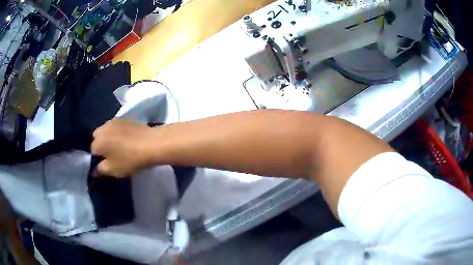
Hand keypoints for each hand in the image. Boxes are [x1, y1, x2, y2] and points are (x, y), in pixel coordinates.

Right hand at [91, 119, 158, 176]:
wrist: (150, 144)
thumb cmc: (129, 159)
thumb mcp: (113, 170)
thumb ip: (100, 170)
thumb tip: (94, 171)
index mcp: (97, 141)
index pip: (92, 150)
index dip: (97, 158)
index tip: (105, 163)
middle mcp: (102, 128)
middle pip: (96, 137)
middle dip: (100, 145)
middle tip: (110, 154)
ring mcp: (113, 121)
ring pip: (105, 130)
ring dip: (107, 137)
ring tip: (118, 146)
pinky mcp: (124, 118)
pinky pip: (115, 126)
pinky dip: (116, 132)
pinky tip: (125, 138)